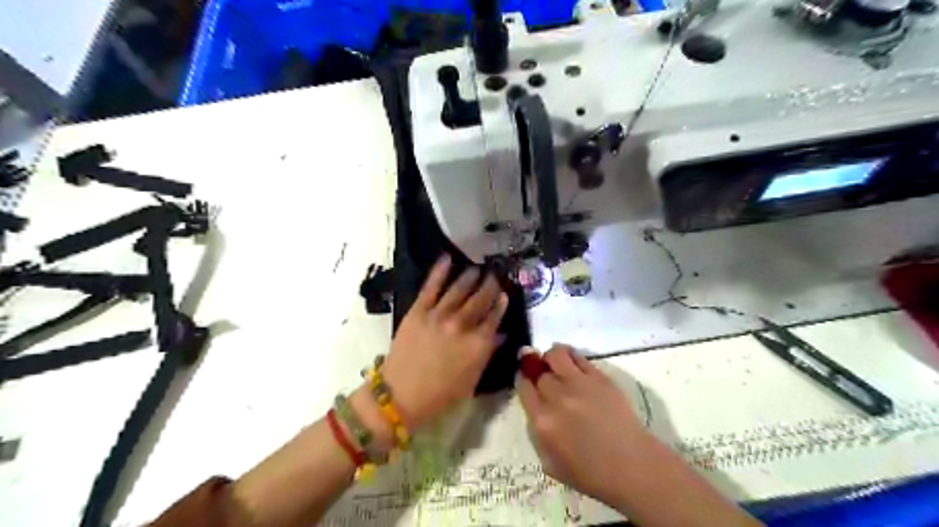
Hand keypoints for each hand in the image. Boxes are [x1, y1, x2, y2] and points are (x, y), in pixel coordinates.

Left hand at [378, 256, 506, 432]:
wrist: (401, 396)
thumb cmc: (440, 396)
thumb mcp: (472, 380)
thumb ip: (487, 353)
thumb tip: (500, 334)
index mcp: (477, 344)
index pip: (494, 317)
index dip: (501, 304)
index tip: (505, 294)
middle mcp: (462, 325)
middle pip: (480, 299)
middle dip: (489, 285)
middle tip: (494, 275)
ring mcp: (439, 315)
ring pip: (459, 289)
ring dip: (470, 277)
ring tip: (476, 268)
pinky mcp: (418, 311)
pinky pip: (431, 287)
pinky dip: (439, 271)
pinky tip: (447, 259)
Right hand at [512, 344, 653, 507]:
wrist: (632, 467)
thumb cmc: (590, 474)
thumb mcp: (550, 462)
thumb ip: (536, 432)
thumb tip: (535, 406)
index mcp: (542, 421)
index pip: (523, 387)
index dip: (524, 381)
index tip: (528, 381)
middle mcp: (557, 397)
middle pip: (538, 371)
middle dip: (537, 371)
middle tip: (542, 375)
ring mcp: (579, 384)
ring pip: (555, 355)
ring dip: (551, 357)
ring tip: (555, 364)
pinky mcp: (599, 377)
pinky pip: (577, 356)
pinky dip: (569, 355)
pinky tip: (570, 362)